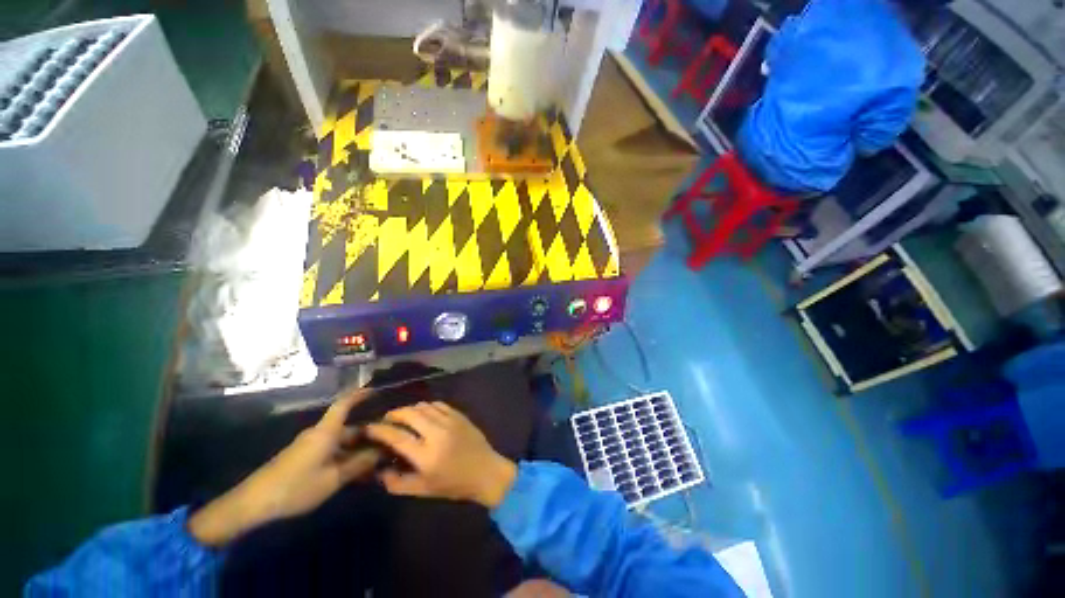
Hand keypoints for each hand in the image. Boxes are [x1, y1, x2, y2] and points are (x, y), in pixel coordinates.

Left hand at [188, 389, 380, 546]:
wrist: (253, 504)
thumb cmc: (296, 487)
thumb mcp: (333, 478)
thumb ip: (359, 464)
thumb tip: (383, 451)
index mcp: (326, 432)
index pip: (344, 404)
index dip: (360, 395)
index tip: (377, 390)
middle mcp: (319, 434)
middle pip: (349, 427)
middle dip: (369, 434)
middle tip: (389, 442)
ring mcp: (310, 447)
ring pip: (341, 442)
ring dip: (358, 450)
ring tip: (376, 461)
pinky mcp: (303, 459)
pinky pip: (332, 452)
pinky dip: (346, 458)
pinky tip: (356, 473)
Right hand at [365, 402, 516, 507]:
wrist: (485, 471)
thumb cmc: (454, 484)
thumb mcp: (423, 490)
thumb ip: (398, 483)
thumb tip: (379, 471)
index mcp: (426, 455)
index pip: (397, 437)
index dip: (380, 430)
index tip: (369, 427)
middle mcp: (437, 433)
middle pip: (410, 415)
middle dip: (394, 414)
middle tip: (387, 419)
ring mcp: (450, 421)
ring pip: (424, 406)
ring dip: (410, 409)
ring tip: (403, 416)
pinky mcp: (460, 415)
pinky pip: (439, 404)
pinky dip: (427, 406)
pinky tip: (423, 413)